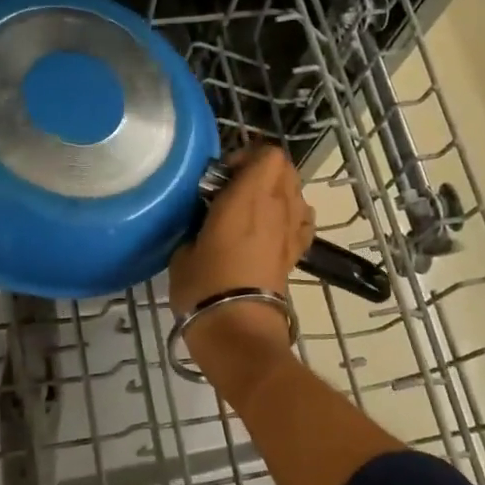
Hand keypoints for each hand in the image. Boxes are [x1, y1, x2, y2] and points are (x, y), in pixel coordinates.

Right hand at [170, 147, 313, 356]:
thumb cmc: (205, 286)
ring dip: (277, 192)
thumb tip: (202, 223)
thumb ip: (196, 225)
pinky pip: (301, 220)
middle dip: (261, 171)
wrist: (239, 329)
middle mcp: (276, 206)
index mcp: (247, 197)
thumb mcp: (183, 251)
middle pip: (285, 168)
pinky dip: (290, 216)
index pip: (267, 154)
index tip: (222, 176)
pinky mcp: (296, 253)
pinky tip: (271, 230)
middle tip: (233, 189)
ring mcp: (291, 230)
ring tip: (251, 210)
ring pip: (296, 192)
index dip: (246, 156)